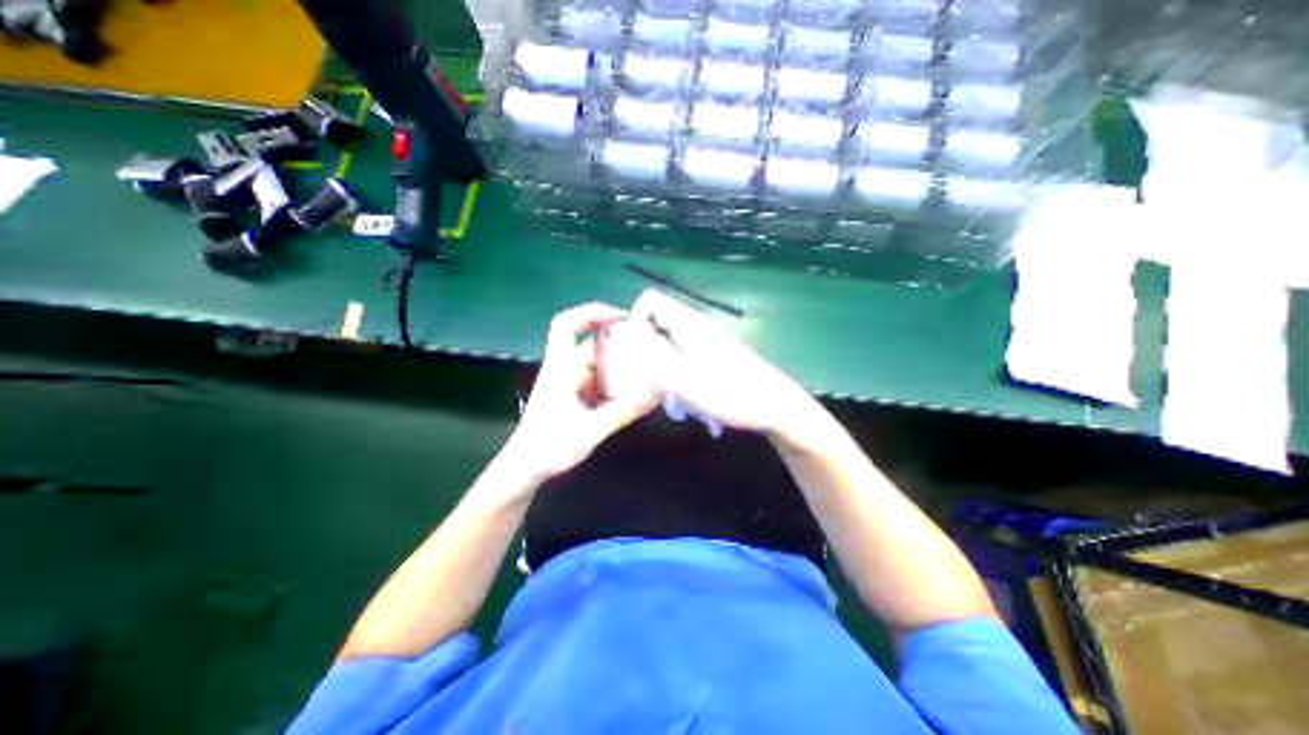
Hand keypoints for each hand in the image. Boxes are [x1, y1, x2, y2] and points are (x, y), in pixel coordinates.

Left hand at [497, 305, 660, 486]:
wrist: (526, 469)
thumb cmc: (549, 447)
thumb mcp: (589, 430)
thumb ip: (621, 412)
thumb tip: (654, 395)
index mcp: (561, 368)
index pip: (565, 325)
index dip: (590, 313)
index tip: (619, 316)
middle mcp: (566, 369)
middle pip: (593, 344)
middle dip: (619, 343)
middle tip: (648, 348)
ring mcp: (573, 383)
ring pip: (600, 364)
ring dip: (621, 366)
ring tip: (648, 371)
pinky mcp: (579, 396)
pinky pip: (602, 381)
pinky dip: (619, 383)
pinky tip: (636, 394)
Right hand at [619, 290, 816, 438]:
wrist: (776, 408)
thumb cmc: (730, 393)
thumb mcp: (681, 377)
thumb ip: (649, 352)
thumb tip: (624, 331)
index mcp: (688, 324)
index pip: (649, 301)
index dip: (634, 322)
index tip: (633, 354)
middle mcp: (696, 329)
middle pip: (657, 329)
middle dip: (649, 359)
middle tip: (655, 388)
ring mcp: (707, 345)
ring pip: (671, 352)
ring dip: (667, 379)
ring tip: (678, 407)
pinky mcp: (715, 361)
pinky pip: (686, 366)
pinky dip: (683, 385)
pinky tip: (694, 408)